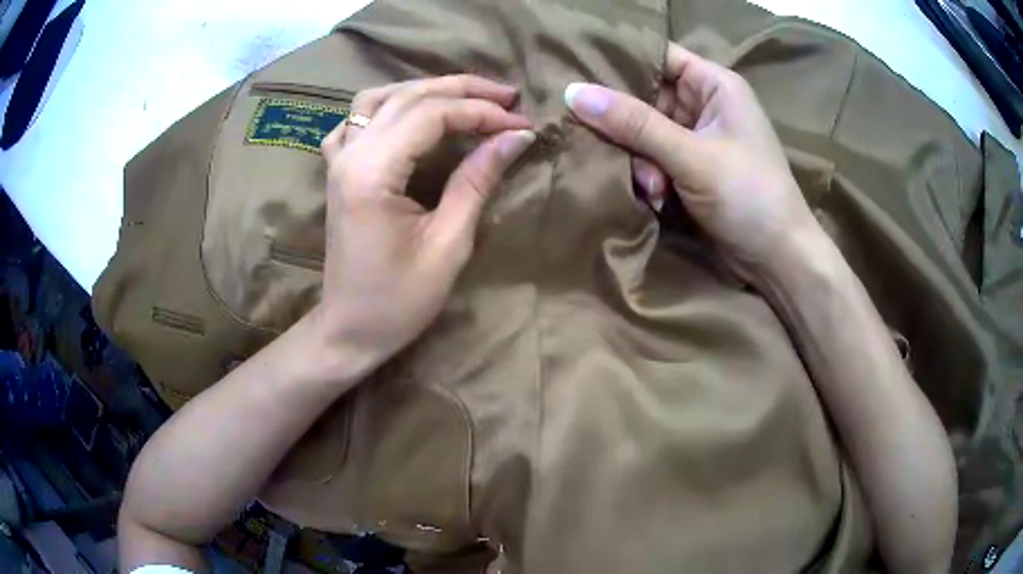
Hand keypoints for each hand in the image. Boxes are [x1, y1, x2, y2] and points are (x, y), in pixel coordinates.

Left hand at [314, 75, 534, 366]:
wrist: (349, 329)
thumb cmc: (398, 301)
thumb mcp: (448, 245)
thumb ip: (477, 181)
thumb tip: (516, 136)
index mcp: (372, 173)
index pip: (432, 116)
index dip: (482, 113)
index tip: (522, 123)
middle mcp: (349, 154)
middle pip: (408, 96)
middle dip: (462, 90)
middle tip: (507, 96)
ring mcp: (337, 159)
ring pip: (378, 98)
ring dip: (424, 89)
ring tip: (466, 96)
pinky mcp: (336, 171)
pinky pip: (355, 121)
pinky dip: (386, 107)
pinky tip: (408, 116)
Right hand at [564, 42, 819, 277]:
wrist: (777, 259)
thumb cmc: (748, 196)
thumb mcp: (692, 156)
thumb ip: (634, 124)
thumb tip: (573, 92)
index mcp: (715, 85)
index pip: (658, 56)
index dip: (620, 61)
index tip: (578, 73)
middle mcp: (705, 104)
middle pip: (646, 96)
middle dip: (628, 125)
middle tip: (614, 148)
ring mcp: (698, 138)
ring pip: (645, 132)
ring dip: (640, 159)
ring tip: (653, 188)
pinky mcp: (691, 168)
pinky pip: (654, 158)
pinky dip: (649, 176)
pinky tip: (656, 198)